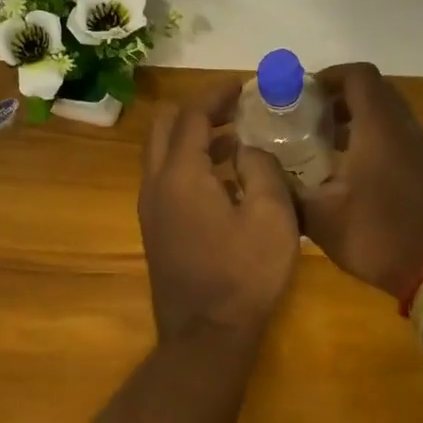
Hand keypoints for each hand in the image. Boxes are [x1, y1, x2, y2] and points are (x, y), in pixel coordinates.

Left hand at [139, 80, 299, 343]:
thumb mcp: (272, 216)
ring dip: (194, 139)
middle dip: (198, 111)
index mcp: (181, 173)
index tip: (242, 85)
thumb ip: (262, 168)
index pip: (192, 115)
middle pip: (165, 127)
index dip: (216, 95)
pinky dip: (189, 164)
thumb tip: (248, 149)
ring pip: (162, 154)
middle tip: (235, 110)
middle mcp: (155, 183)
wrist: (206, 336)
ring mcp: (150, 208)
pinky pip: (166, 179)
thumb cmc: (244, 274)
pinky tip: (226, 180)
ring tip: (237, 140)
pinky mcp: (155, 229)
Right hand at [300, 63, 422, 299]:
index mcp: (379, 126)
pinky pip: (398, 137)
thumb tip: (259, 170)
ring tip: (323, 145)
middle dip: (340, 97)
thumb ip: (287, 189)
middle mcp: (404, 127)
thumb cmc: (378, 234)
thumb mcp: (321, 218)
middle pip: (374, 91)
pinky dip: (373, 139)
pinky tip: (350, 172)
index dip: (329, 76)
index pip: (358, 75)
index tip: (302, 95)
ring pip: (388, 115)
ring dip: (357, 120)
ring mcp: (421, 148)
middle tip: (309, 118)